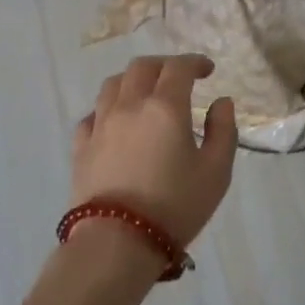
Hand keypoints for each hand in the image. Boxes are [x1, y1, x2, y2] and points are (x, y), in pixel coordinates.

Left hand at [72, 54, 237, 247]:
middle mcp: (130, 105)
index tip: (207, 70)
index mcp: (165, 106)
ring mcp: (101, 124)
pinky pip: (92, 114)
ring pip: (113, 84)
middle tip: (179, 78)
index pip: (179, 67)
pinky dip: (108, 109)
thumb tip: (221, 102)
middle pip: (142, 67)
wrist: (117, 243)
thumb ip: (224, 131)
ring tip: (146, 93)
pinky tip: (116, 122)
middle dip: (164, 65)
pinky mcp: (81, 147)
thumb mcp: (216, 172)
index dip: (195, 62)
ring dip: (133, 80)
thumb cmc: (175, 206)